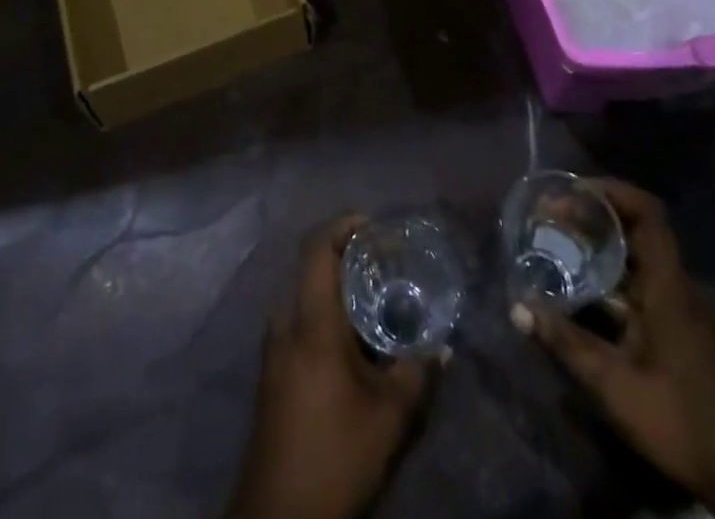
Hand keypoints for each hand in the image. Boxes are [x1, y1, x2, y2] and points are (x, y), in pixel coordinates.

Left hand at [227, 217, 440, 518]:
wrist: (278, 516)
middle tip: (386, 265)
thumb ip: (417, 373)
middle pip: (314, 271)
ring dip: (339, 293)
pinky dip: (327, 318)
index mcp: (311, 321)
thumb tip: (441, 346)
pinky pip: (301, 324)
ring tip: (377, 304)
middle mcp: (286, 323)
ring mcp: (274, 348)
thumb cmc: (336, 454)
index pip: (317, 248)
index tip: (374, 225)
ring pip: (308, 299)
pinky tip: (354, 345)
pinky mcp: (272, 373)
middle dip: (349, 261)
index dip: (343, 226)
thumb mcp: (389, 417)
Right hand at [512, 181, 714, 518]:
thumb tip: (518, 307)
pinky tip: (581, 287)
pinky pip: (641, 280)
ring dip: (600, 243)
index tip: (572, 191)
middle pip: (638, 228)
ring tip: (557, 241)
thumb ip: (566, 342)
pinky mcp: (678, 327)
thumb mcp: (614, 386)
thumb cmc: (679, 422)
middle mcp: (677, 286)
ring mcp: (681, 307)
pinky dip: (610, 272)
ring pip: (638, 255)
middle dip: (594, 214)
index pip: (647, 213)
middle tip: (551, 215)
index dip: (611, 191)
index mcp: (669, 286)